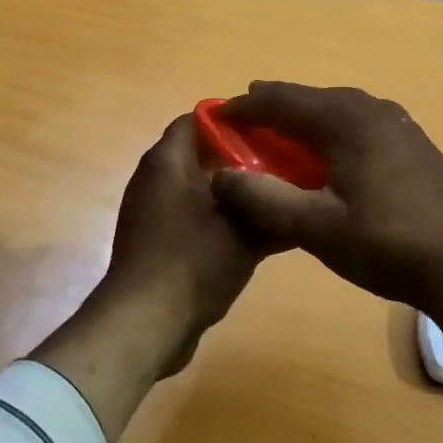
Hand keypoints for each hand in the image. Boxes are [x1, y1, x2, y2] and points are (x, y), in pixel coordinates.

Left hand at [35, 114, 262, 441]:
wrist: (145, 325)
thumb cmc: (193, 263)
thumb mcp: (245, 232)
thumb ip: (271, 205)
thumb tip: (298, 191)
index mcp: (168, 161)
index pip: (198, 118)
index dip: (235, 120)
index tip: (271, 130)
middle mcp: (154, 178)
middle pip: (201, 153)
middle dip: (241, 158)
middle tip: (283, 165)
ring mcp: (151, 211)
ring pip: (199, 187)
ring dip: (234, 191)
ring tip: (274, 197)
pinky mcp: (154, 240)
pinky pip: (191, 216)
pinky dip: (218, 218)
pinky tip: (253, 233)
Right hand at [209, 82, 442, 380]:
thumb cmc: (387, 245)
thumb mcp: (317, 229)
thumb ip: (265, 200)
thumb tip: (221, 177)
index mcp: (347, 121)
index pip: (283, 101)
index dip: (245, 107)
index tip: (215, 115)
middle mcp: (373, 110)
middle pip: (312, 98)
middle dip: (275, 107)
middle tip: (244, 120)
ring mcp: (400, 124)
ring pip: (339, 109)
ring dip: (306, 118)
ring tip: (281, 132)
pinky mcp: (415, 144)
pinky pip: (360, 123)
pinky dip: (333, 130)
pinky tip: (330, 153)